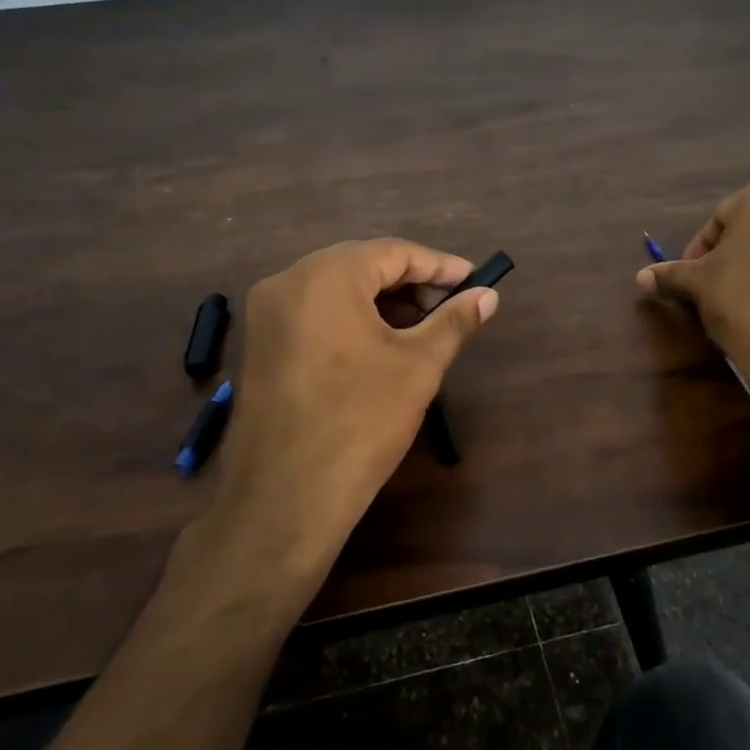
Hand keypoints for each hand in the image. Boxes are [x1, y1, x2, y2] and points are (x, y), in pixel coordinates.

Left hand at [207, 239, 498, 581]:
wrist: (285, 497)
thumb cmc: (361, 421)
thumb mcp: (418, 366)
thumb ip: (454, 321)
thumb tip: (489, 296)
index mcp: (325, 276)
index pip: (393, 252)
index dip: (440, 266)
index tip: (475, 281)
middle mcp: (287, 281)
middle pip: (361, 265)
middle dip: (411, 283)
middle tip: (452, 306)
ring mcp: (266, 314)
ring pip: (335, 289)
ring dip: (381, 301)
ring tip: (422, 328)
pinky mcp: (260, 344)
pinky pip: (314, 313)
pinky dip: (351, 318)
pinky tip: (380, 344)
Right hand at [637, 177, 749, 418]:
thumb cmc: (744, 301)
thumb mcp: (698, 285)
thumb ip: (671, 274)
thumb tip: (641, 277)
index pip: (717, 220)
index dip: (696, 253)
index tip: (687, 282)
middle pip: (748, 233)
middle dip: (725, 261)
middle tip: (707, 293)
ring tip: (733, 307)